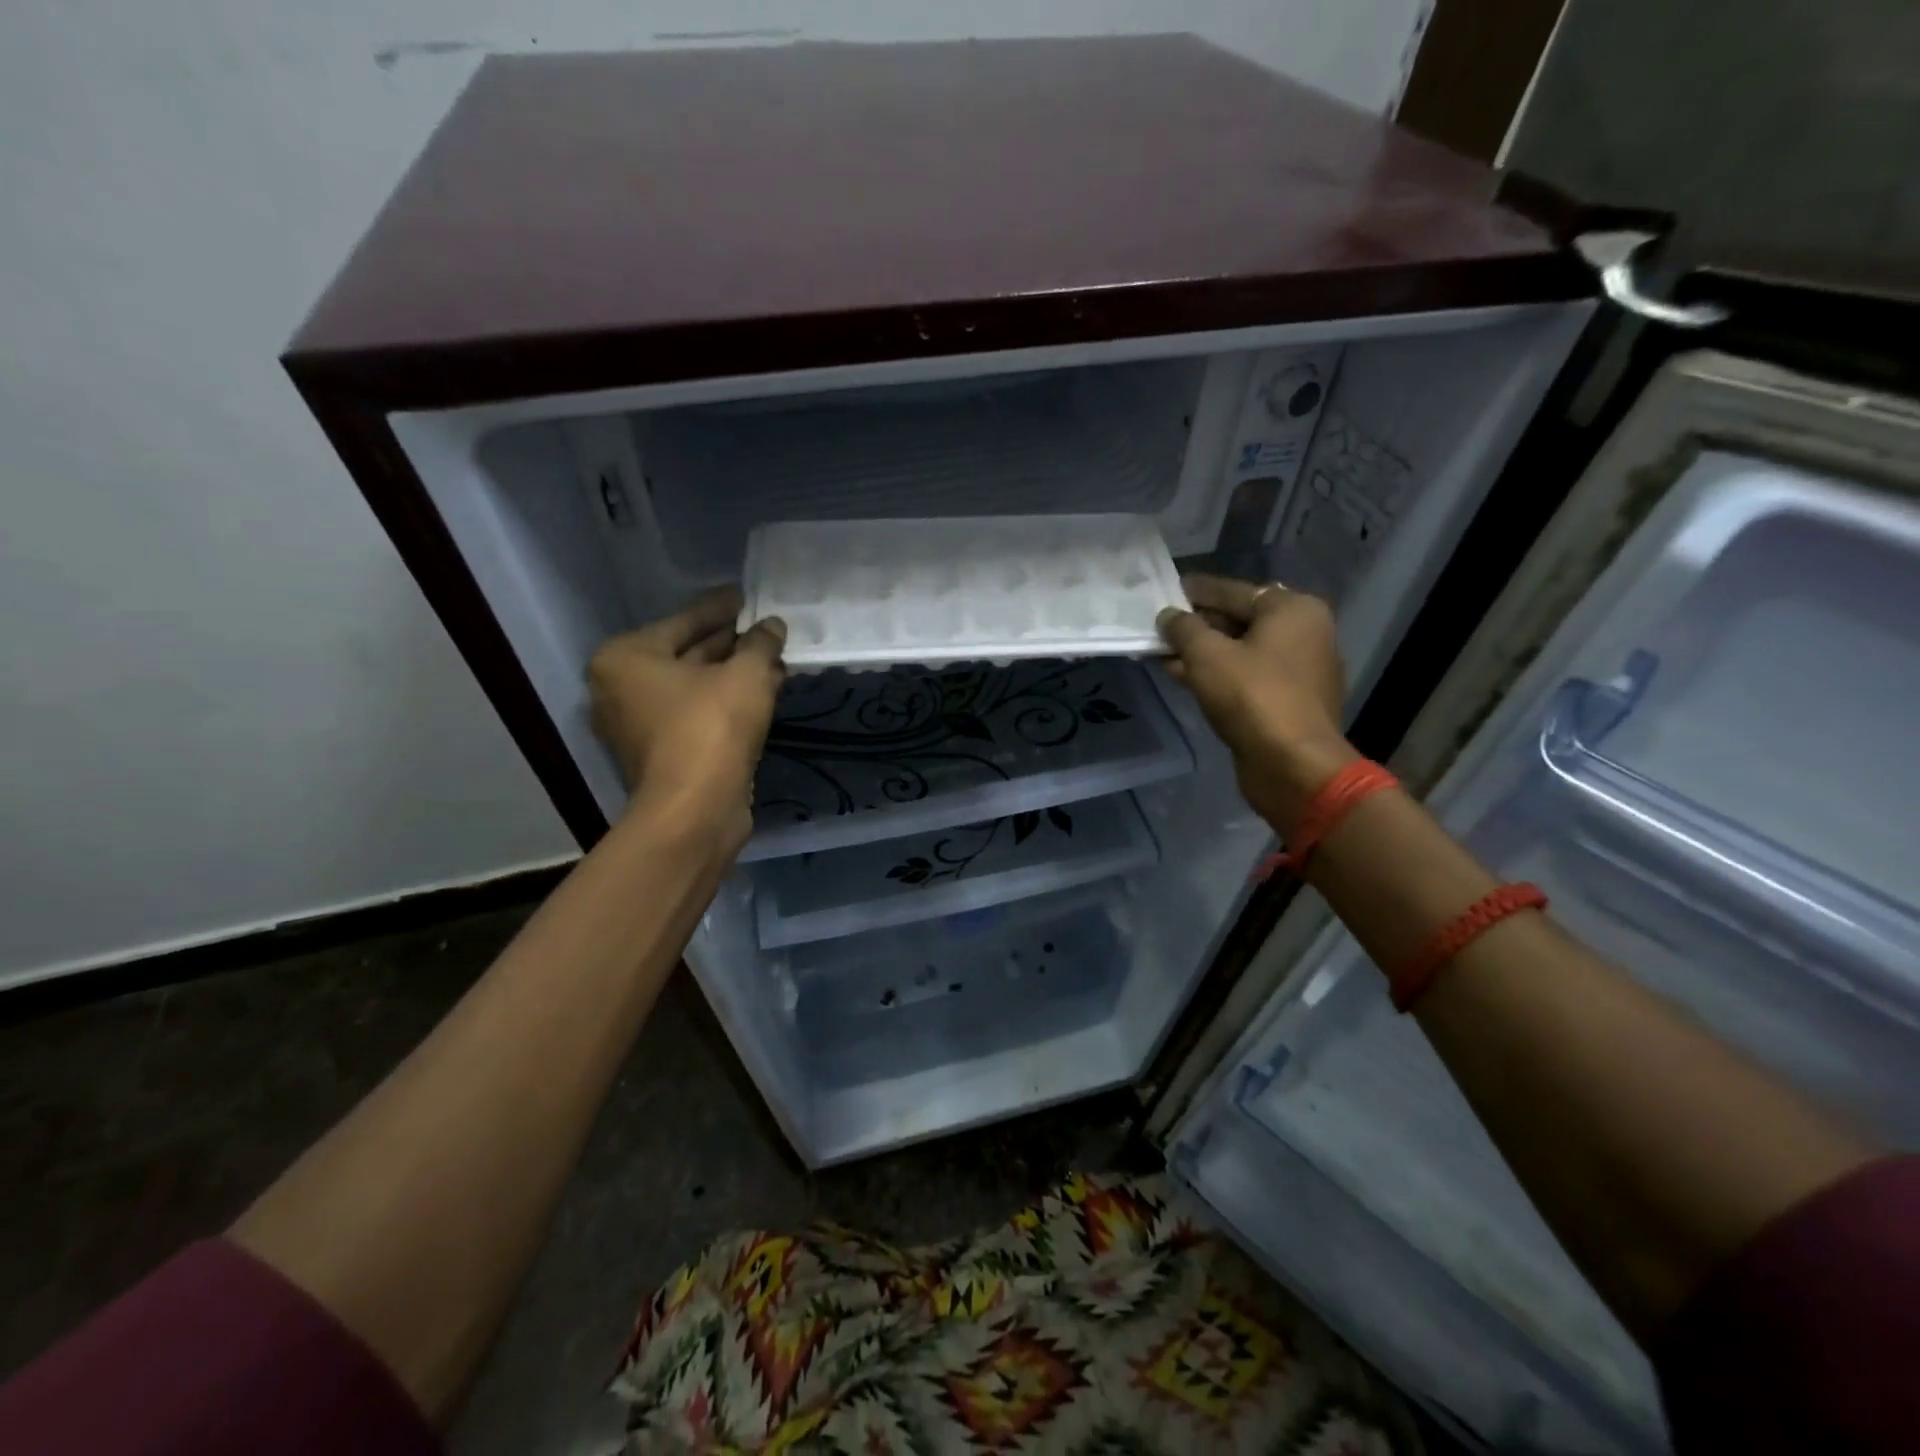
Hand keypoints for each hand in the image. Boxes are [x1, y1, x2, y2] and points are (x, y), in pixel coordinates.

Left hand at [588, 587, 785, 848]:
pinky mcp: (662, 754)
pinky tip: (763, 692)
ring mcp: (639, 725)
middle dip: (730, 643)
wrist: (696, 810)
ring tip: (773, 659)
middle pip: (685, 654)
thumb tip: (771, 626)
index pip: (683, 621)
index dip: (720, 607)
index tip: (745, 596)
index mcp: (626, 658)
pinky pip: (697, 714)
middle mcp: (621, 688)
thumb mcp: (746, 674)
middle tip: (764, 629)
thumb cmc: (711, 727)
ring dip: (733, 674)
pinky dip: (726, 702)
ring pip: (695, 687)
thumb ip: (760, 644)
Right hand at [1157, 574, 1357, 830]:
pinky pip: (1245, 676)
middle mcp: (1303, 633)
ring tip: (1161, 652)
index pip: (1233, 591)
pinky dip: (1216, 674)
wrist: (1293, 765)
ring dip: (1201, 652)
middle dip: (1197, 625)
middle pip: (1239, 620)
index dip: (1196, 591)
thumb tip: (1169, 616)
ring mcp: (1298, 670)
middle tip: (1159, 624)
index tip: (1166, 590)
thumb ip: (1183, 629)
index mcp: (1293, 610)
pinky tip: (1182, 676)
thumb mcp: (1207, 655)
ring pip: (1239, 651)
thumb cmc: (1253, 697)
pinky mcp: (1287, 701)